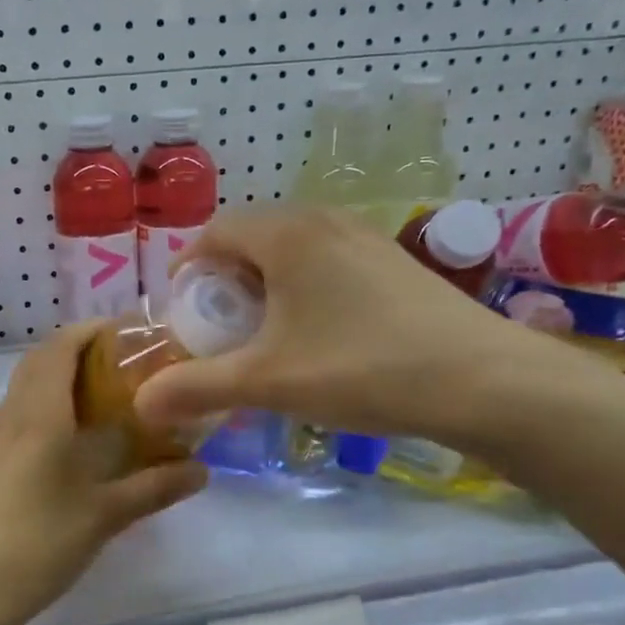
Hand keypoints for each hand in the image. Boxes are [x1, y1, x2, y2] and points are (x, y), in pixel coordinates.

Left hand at [0, 322, 208, 624]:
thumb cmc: (38, 545)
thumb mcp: (104, 516)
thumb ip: (154, 488)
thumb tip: (202, 471)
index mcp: (39, 416)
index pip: (60, 347)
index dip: (91, 330)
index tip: (127, 332)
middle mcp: (10, 416)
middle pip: (40, 361)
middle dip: (78, 350)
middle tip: (122, 364)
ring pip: (24, 388)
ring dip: (58, 378)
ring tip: (100, 399)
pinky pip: (15, 415)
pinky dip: (43, 406)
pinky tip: (66, 442)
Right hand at [133, 207, 588, 449]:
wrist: (485, 381)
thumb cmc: (362, 368)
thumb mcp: (268, 382)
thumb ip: (197, 387)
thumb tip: (140, 403)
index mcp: (287, 234)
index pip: (216, 232)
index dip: (189, 269)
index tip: (183, 312)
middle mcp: (324, 222)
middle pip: (253, 239)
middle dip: (225, 282)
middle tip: (221, 330)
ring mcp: (366, 239)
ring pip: (293, 252)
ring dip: (266, 287)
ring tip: (266, 337)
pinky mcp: (395, 263)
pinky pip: (328, 264)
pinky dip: (304, 291)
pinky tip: (319, 337)